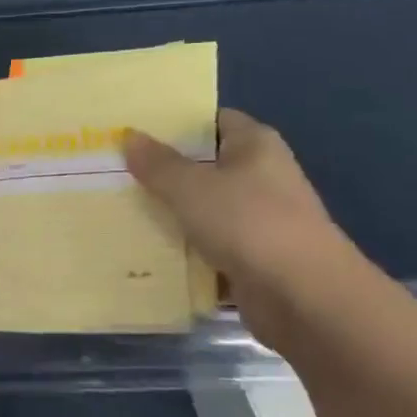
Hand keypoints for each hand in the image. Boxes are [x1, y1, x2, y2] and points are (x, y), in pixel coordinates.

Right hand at [124, 109, 355, 333]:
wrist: (303, 296)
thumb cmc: (249, 224)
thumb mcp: (192, 188)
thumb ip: (158, 163)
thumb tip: (129, 135)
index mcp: (255, 146)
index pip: (214, 120)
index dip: (176, 122)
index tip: (135, 129)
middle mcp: (260, 176)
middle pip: (203, 165)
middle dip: (162, 169)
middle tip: (113, 168)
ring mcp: (257, 219)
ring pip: (201, 207)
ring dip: (168, 210)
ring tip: (118, 205)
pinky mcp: (250, 256)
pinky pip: (205, 243)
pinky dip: (180, 245)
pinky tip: (142, 246)